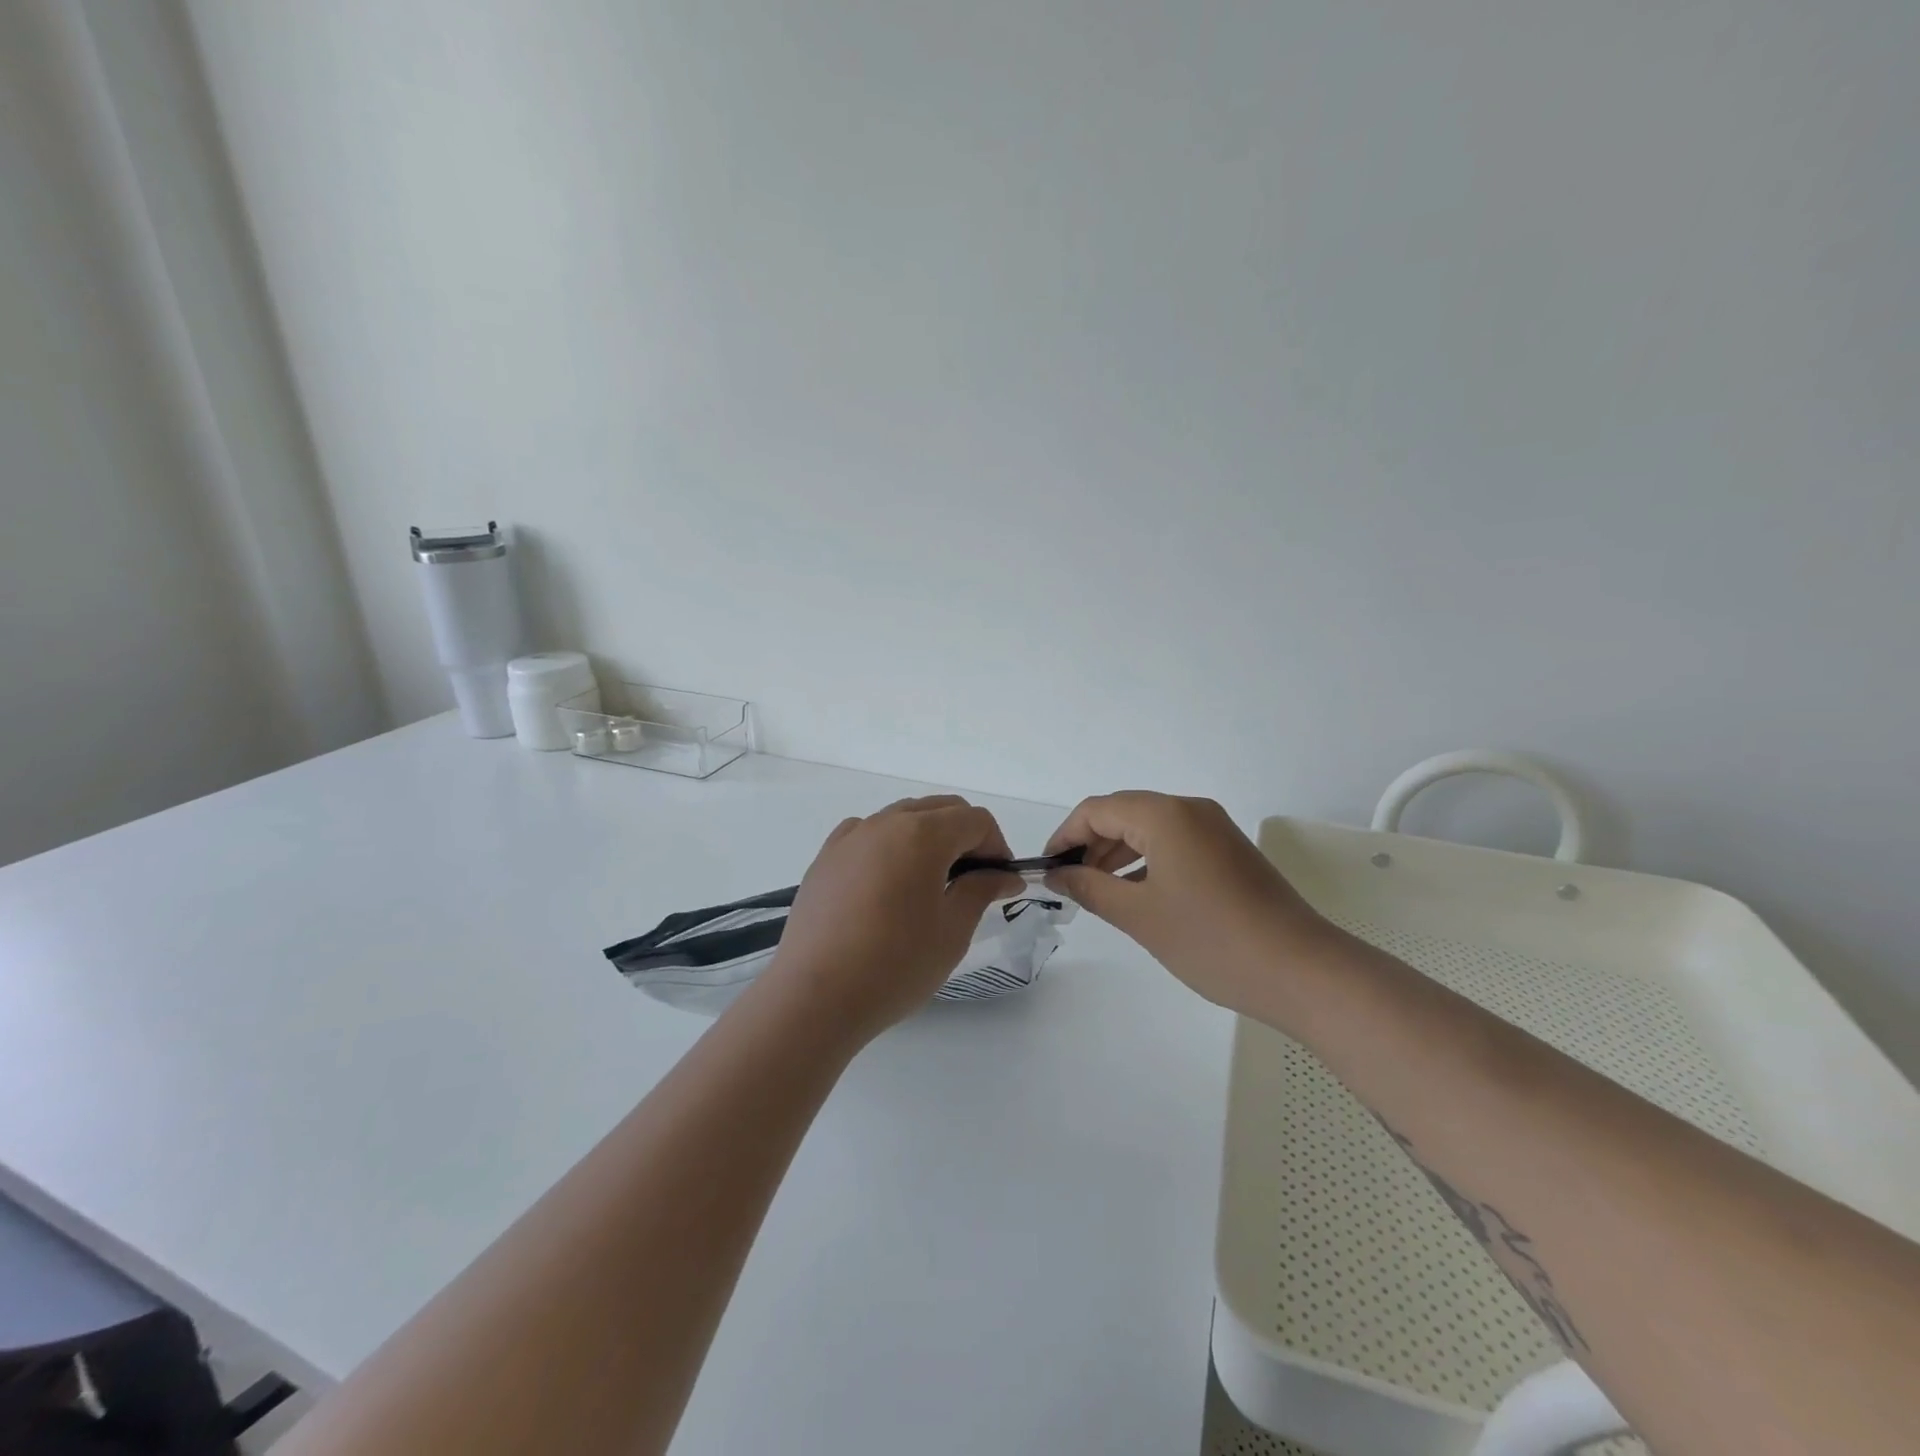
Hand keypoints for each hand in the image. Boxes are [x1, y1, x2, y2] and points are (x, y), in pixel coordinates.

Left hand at [763, 796, 1023, 1041]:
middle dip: (966, 836)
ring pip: (903, 817)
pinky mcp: (826, 857)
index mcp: (922, 834)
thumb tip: (1004, 875)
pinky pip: (869, 834)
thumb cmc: (895, 965)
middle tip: (973, 882)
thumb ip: (981, 890)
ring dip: (928, 838)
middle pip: (940, 809)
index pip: (975, 820)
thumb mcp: (952, 930)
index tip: (999, 882)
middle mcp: (885, 822)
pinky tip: (888, 883)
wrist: (815, 996)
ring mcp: (851, 836)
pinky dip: (890, 846)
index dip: (996, 846)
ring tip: (930, 885)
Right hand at [1042, 791, 1330, 1013]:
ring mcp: (1215, 829)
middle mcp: (1190, 810)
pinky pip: (1175, 843)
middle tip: (1069, 885)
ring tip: (1097, 891)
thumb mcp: (1139, 916)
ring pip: (1149, 828)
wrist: (1302, 971)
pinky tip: (1135, 892)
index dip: (1065, 835)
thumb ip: (1090, 888)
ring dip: (1117, 853)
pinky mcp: (1229, 851)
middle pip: (1124, 813)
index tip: (1047, 869)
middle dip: (1090, 844)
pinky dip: (1147, 861)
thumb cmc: (1211, 941)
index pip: (1097, 809)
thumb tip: (1057, 875)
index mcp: (1165, 815)